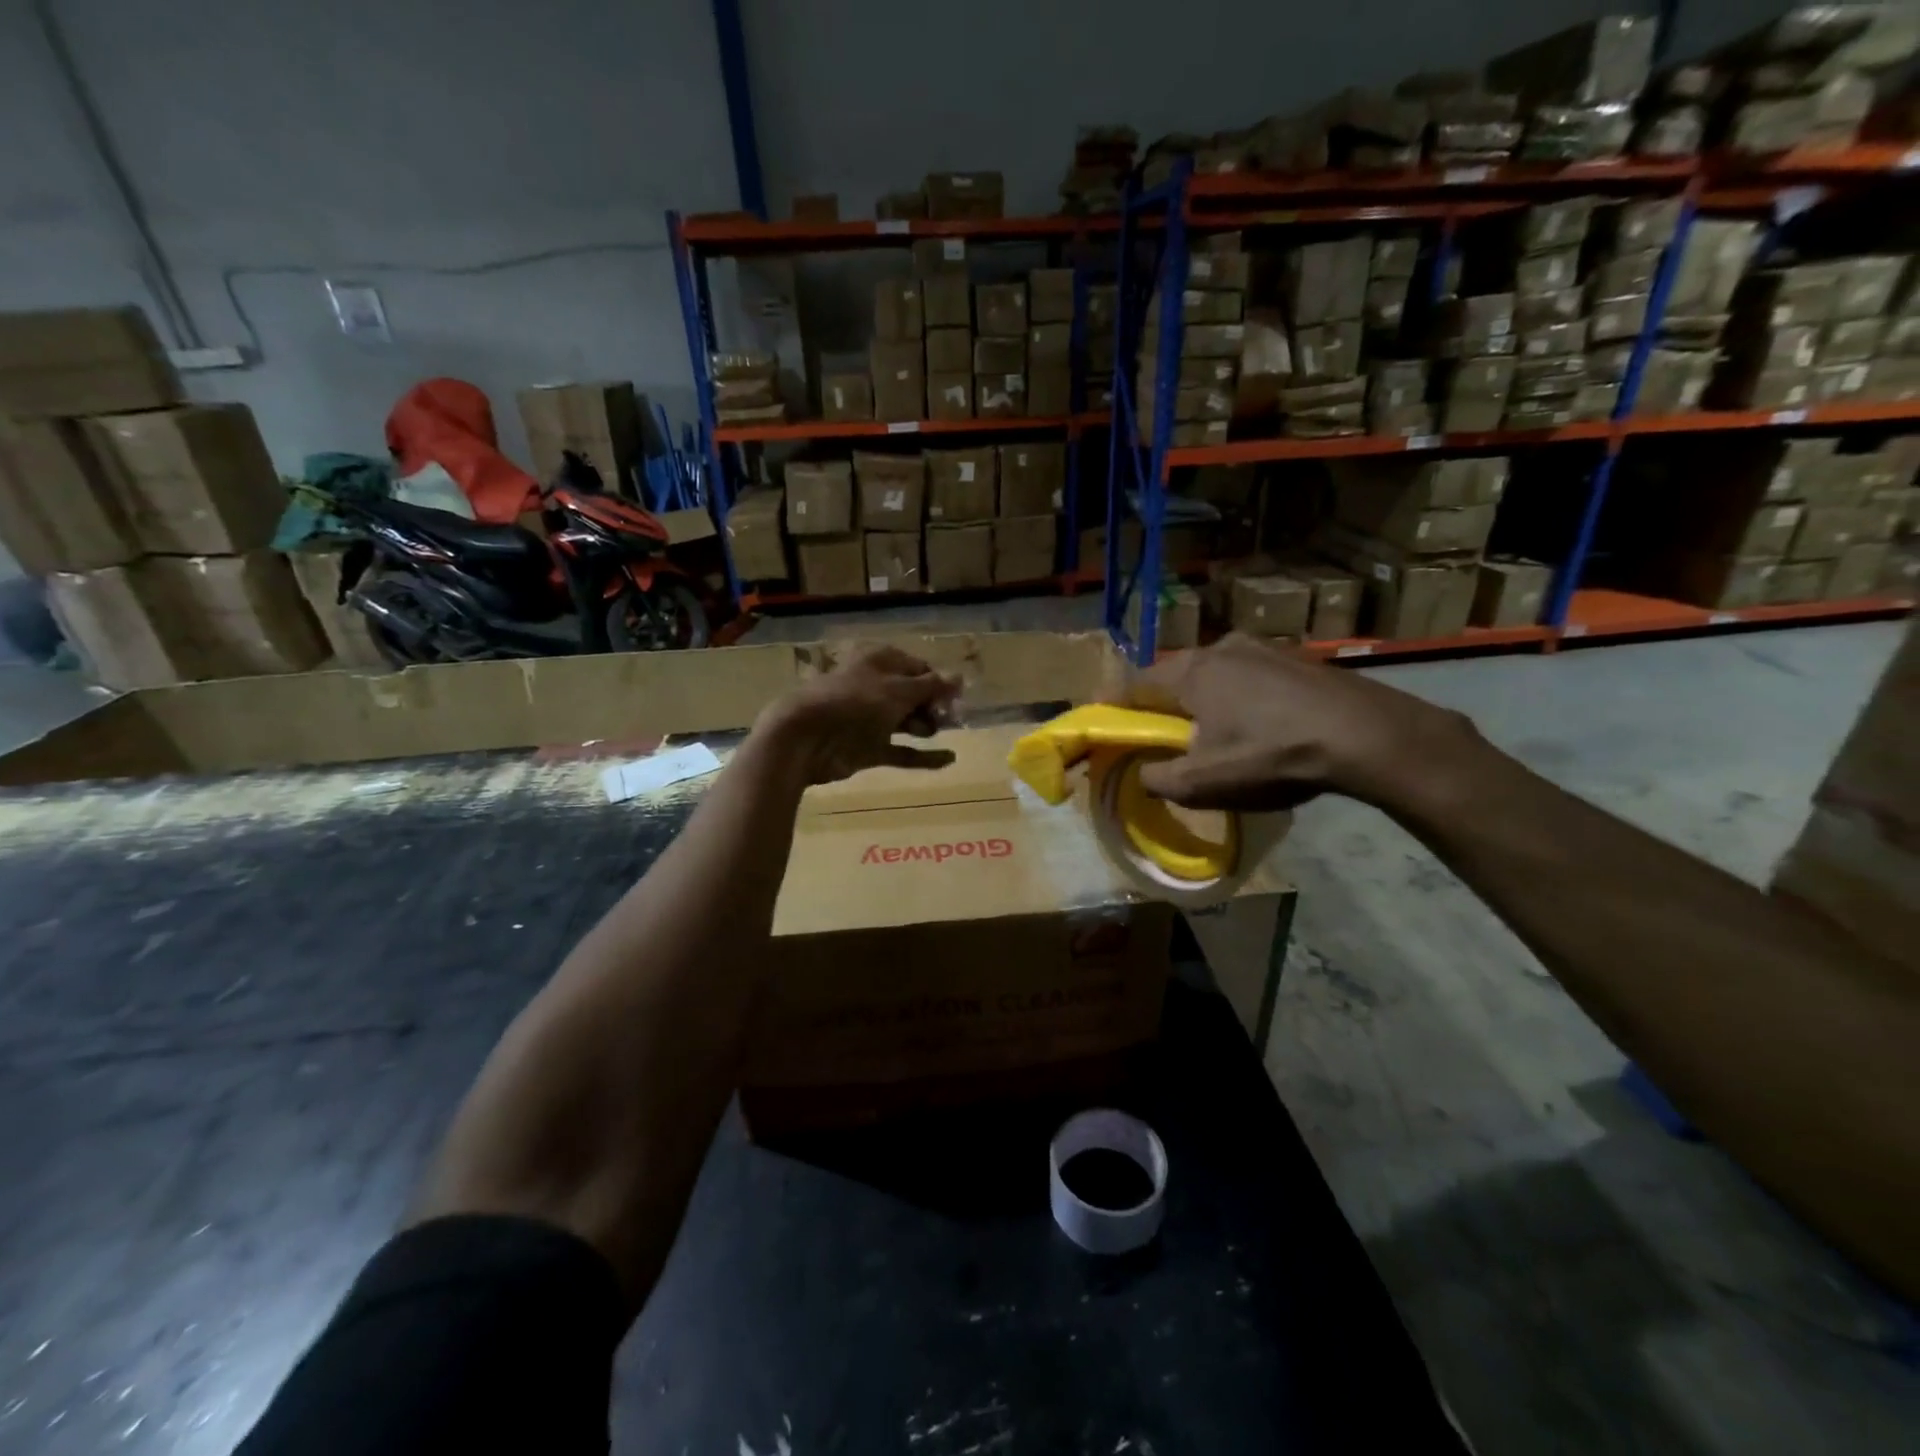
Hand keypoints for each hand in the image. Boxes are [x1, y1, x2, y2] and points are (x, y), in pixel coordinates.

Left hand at [755, 644, 960, 785]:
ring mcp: (870, 720)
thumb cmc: (855, 703)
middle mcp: (875, 687)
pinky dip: (922, 756)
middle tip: (953, 718)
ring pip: (906, 721)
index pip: (918, 668)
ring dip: (927, 726)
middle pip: (913, 695)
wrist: (806, 738)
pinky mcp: (867, 748)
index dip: (939, 682)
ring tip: (945, 733)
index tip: (958, 698)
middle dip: (934, 705)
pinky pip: (901, 751)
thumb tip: (959, 677)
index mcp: (880, 662)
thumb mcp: (898, 691)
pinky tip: (947, 759)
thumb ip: (931, 687)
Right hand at [1119, 633, 1479, 810]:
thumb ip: (1158, 779)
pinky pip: (1251, 678)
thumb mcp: (1203, 783)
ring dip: (1205, 701)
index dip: (1114, 706)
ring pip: (1216, 675)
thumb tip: (1145, 774)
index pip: (1134, 686)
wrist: (1367, 735)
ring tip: (1214, 733)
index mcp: (1190, 672)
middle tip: (1162, 735)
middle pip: (1175, 678)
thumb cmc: (1271, 754)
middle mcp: (1221, 648)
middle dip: (1163, 705)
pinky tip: (1260, 726)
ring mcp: (1264, 648)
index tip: (1103, 721)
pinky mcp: (1298, 659)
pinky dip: (1242, 699)